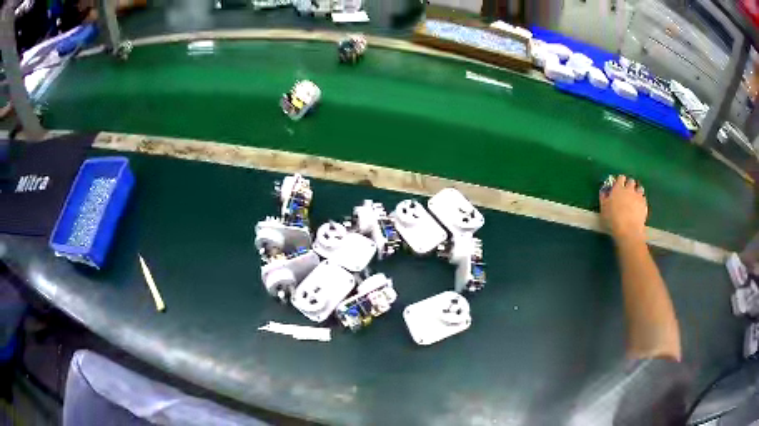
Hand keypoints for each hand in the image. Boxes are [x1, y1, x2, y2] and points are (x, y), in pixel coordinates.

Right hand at [600, 175, 647, 244]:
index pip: (620, 178)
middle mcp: (629, 189)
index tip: (618, 185)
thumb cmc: (613, 220)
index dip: (620, 180)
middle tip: (627, 191)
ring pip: (639, 188)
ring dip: (637, 191)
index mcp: (618, 188)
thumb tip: (604, 192)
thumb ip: (604, 198)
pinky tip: (639, 206)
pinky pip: (644, 198)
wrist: (628, 231)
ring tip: (634, 198)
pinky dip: (641, 200)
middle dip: (629, 184)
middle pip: (631, 181)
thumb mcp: (603, 209)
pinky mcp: (644, 204)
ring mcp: (638, 196)